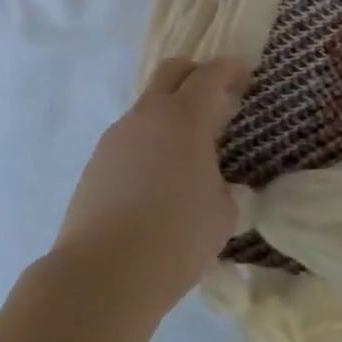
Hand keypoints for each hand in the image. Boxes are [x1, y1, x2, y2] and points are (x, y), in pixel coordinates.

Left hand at [51, 57, 251, 318]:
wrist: (103, 271)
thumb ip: (220, 183)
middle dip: (196, 76)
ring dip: (170, 115)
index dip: (230, 70)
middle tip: (215, 101)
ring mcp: (117, 135)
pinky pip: (130, 138)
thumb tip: (208, 179)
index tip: (244, 77)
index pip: (211, 74)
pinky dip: (149, 144)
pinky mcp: (97, 160)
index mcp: (185, 117)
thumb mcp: (221, 213)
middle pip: (172, 71)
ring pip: (148, 106)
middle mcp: (148, 114)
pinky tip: (155, 183)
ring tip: (186, 154)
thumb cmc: (175, 238)